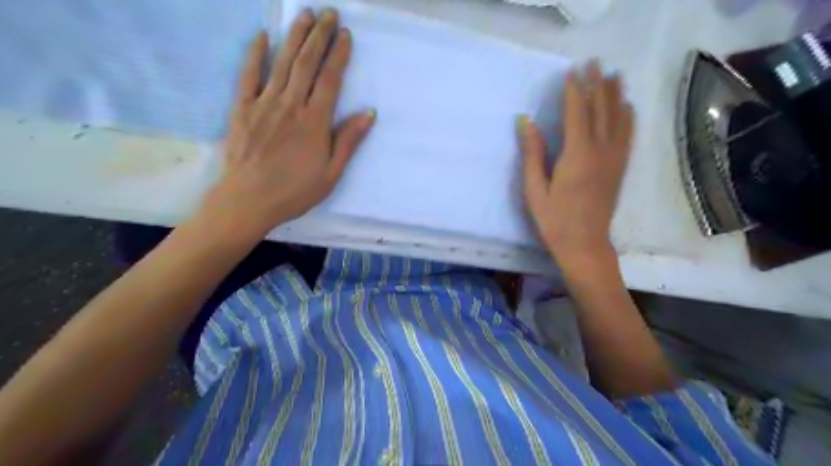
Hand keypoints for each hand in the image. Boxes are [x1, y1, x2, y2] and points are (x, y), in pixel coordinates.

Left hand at [204, 7, 376, 240]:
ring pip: (282, 63)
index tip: (346, 35)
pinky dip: (255, 54)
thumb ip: (348, 141)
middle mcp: (291, 105)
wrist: (248, 201)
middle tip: (328, 13)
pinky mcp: (242, 108)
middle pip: (307, 63)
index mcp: (314, 122)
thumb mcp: (331, 173)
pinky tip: (263, 36)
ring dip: (294, 36)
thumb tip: (368, 113)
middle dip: (319, 36)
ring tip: (304, 14)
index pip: (330, 80)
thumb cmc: (294, 191)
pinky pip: (248, 75)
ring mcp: (264, 104)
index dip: (339, 55)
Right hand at [521, 61, 632, 268]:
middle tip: (594, 62)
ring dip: (616, 94)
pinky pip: (628, 135)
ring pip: (619, 118)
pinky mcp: (620, 168)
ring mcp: (615, 159)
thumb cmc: (554, 220)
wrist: (584, 245)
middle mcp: (601, 151)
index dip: (574, 89)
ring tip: (614, 75)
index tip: (572, 71)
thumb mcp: (534, 189)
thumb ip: (532, 153)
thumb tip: (526, 122)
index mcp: (577, 154)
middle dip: (597, 84)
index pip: (577, 112)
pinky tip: (627, 108)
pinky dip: (627, 117)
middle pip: (601, 109)